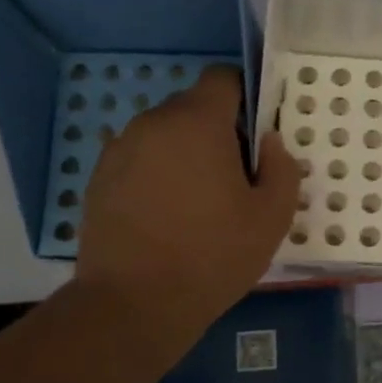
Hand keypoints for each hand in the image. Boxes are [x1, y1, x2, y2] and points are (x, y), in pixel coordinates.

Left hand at [75, 66, 297, 359]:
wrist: (133, 304)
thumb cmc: (213, 255)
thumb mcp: (272, 217)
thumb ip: (282, 167)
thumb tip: (268, 142)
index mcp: (197, 122)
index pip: (222, 78)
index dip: (245, 97)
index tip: (256, 135)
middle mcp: (153, 123)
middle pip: (193, 108)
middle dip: (218, 132)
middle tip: (234, 180)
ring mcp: (119, 150)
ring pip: (165, 135)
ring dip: (186, 154)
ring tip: (198, 204)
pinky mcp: (99, 179)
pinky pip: (140, 160)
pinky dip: (157, 175)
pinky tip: (166, 218)